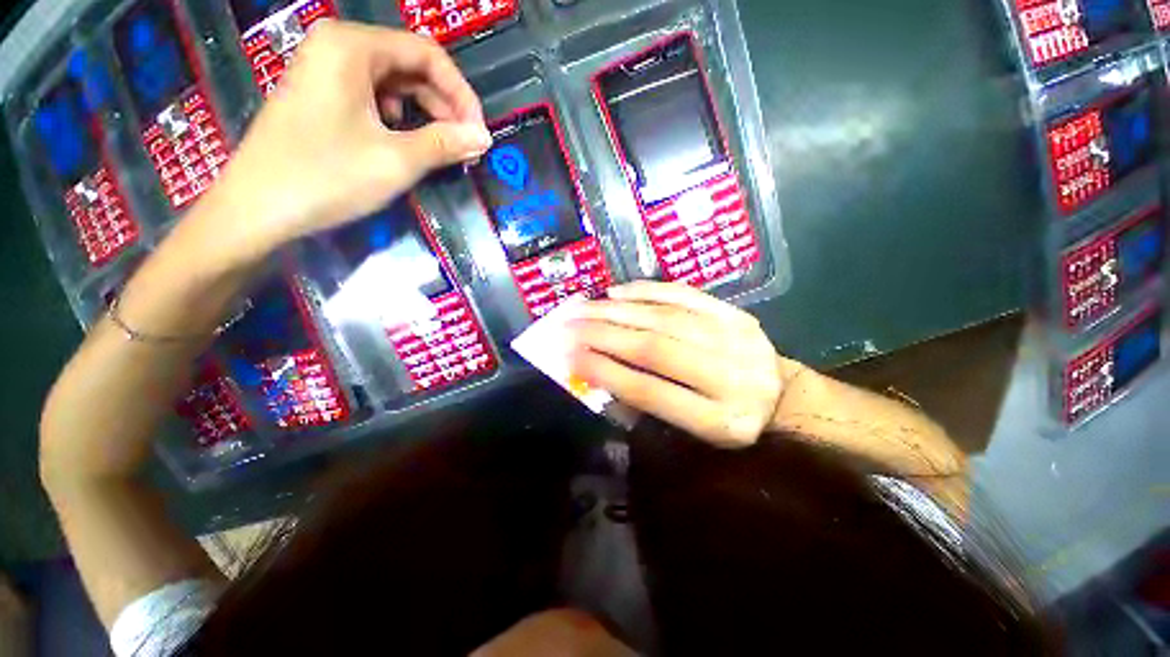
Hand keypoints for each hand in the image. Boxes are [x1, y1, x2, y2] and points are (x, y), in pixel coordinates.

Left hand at [203, 21, 491, 264]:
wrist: (257, 208)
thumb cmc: (327, 177)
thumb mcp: (396, 160)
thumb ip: (446, 144)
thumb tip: (484, 138)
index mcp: (353, 46)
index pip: (428, 54)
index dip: (462, 94)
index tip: (479, 134)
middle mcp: (338, 46)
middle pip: (411, 66)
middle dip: (445, 107)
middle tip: (466, 147)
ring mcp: (325, 70)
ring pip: (394, 83)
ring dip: (426, 116)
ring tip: (443, 150)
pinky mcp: (321, 95)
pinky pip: (373, 97)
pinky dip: (400, 120)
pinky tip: (406, 144)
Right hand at [567, 282, 803, 448]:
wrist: (781, 395)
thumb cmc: (728, 420)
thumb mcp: (694, 432)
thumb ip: (649, 405)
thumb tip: (599, 372)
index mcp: (718, 419)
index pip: (650, 391)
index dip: (607, 372)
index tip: (569, 358)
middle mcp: (728, 375)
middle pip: (655, 348)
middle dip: (603, 335)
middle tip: (566, 325)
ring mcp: (734, 337)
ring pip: (664, 316)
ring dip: (616, 310)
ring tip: (582, 307)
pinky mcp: (733, 312)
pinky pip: (683, 294)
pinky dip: (646, 291)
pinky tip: (616, 292)